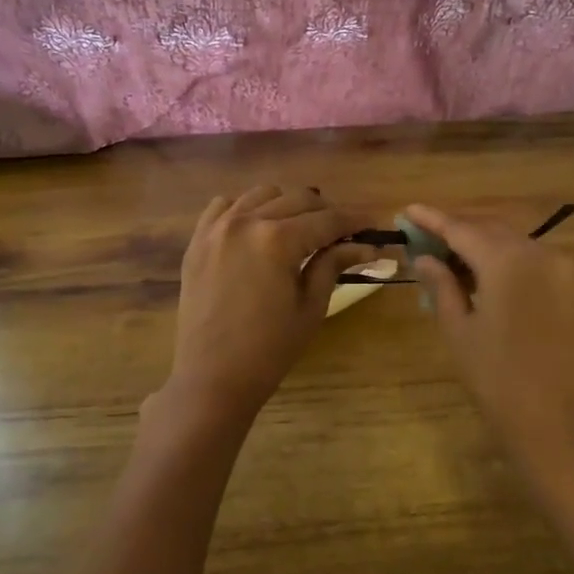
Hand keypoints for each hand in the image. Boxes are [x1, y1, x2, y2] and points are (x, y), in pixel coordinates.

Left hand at [160, 187, 370, 427]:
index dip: (355, 220)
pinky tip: (259, 228)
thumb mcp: (310, 307)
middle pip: (297, 199)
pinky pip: (224, 206)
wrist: (211, 378)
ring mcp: (217, 228)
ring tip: (302, 228)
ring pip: (262, 194)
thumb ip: (333, 265)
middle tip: (344, 232)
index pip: (327, 219)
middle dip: (326, 212)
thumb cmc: (269, 350)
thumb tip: (366, 246)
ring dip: (288, 205)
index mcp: (277, 240)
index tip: (375, 224)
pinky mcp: (198, 240)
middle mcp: (246, 221)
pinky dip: (247, 209)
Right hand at [404, 204, 573, 463]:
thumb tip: (424, 257)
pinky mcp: (573, 287)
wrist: (557, 422)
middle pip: (489, 229)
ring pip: (513, 241)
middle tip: (425, 236)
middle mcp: (538, 252)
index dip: (432, 219)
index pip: (461, 228)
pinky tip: (484, 273)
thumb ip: (441, 285)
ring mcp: (562, 268)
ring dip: (482, 243)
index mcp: (506, 260)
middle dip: (457, 229)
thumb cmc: (497, 379)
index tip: (407, 210)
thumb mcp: (459, 330)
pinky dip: (506, 258)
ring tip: (450, 255)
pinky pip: (533, 259)